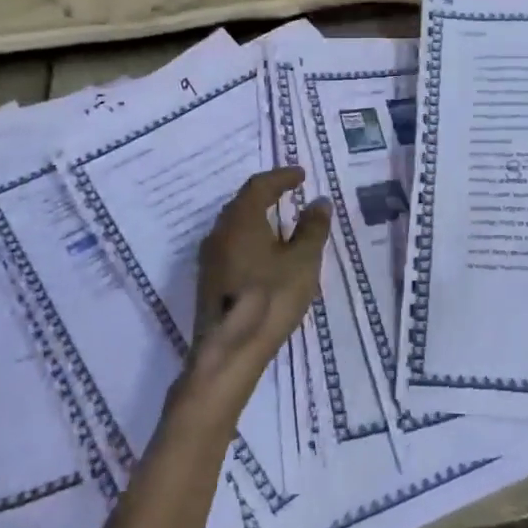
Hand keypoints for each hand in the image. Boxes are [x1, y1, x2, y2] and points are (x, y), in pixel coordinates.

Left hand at [187, 168, 331, 412]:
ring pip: (235, 226)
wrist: (228, 353)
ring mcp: (210, 258)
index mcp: (241, 220)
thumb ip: (313, 228)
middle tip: (290, 192)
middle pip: (243, 203)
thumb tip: (319, 201)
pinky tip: (266, 255)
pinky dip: (251, 239)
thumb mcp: (303, 262)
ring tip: (282, 223)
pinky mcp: (209, 280)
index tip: (301, 174)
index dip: (282, 176)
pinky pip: (232, 245)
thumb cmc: (269, 299)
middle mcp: (219, 232)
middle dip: (267, 194)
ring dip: (258, 218)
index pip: (259, 185)